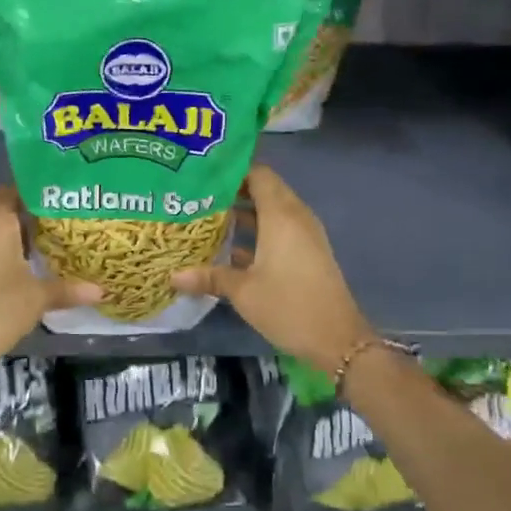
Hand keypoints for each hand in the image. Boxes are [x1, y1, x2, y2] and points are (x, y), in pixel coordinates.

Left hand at [0, 184, 101, 372]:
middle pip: (2, 211)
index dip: (38, 194)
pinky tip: (20, 273)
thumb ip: (69, 289)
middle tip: (63, 228)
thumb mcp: (38, 298)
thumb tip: (102, 291)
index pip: (14, 190)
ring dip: (13, 240)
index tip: (63, 202)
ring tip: (46, 251)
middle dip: (30, 219)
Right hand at [171, 164, 372, 372]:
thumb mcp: (243, 292)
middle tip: (198, 194)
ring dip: (244, 212)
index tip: (202, 174)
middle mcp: (295, 217)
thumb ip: (209, 277)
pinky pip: (279, 229)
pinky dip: (257, 231)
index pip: (258, 174)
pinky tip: (229, 245)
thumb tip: (172, 275)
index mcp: (281, 215)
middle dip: (233, 190)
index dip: (232, 170)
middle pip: (263, 189)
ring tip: (207, 216)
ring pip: (271, 211)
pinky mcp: (307, 252)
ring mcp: (304, 235)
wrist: (337, 339)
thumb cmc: (288, 307)